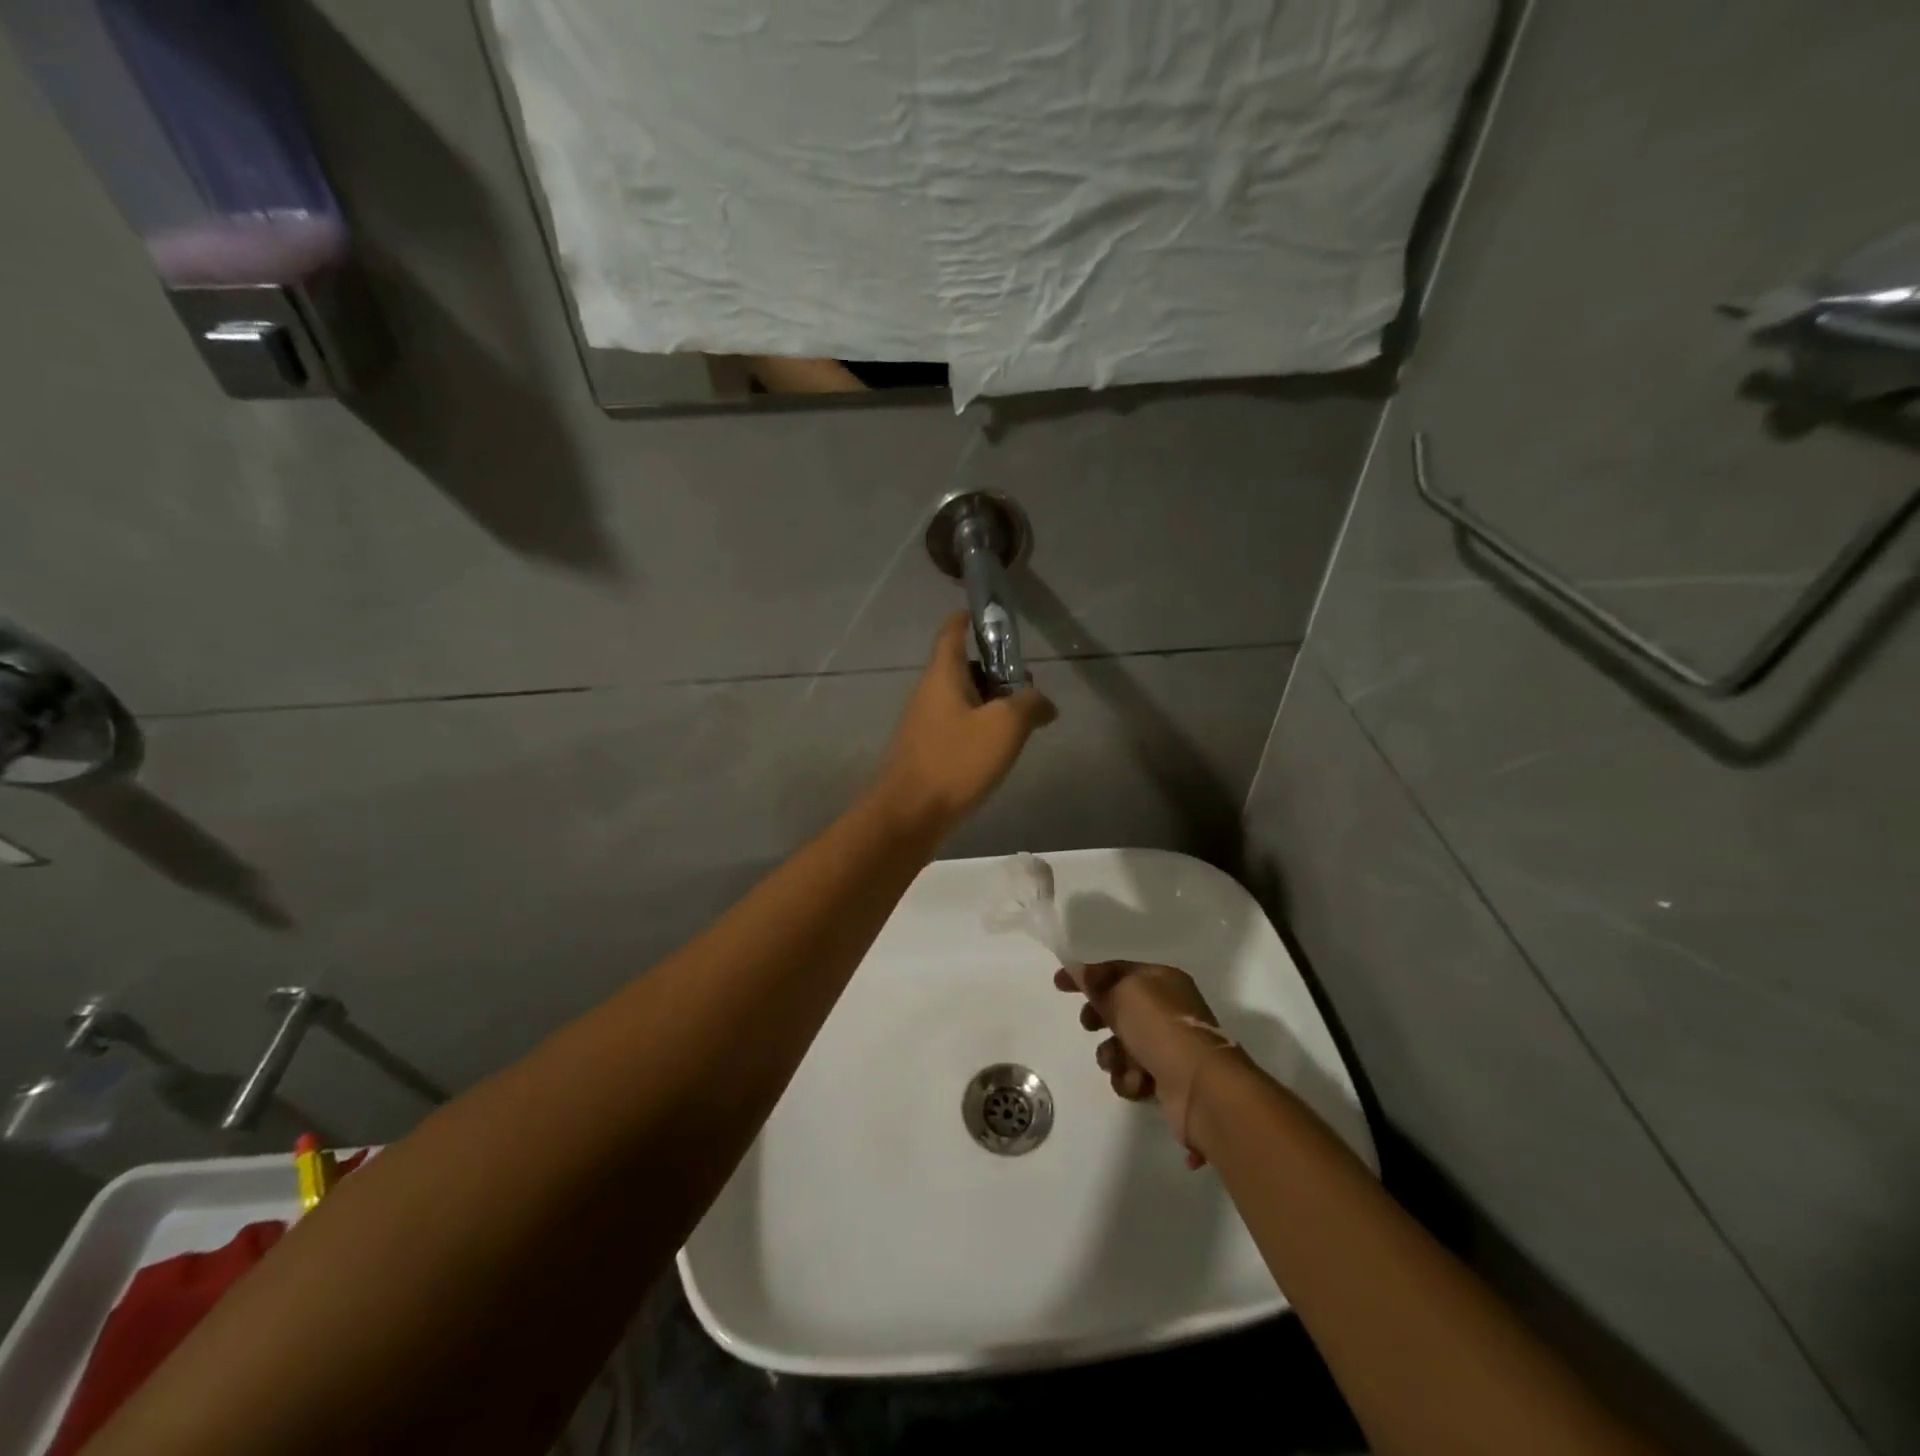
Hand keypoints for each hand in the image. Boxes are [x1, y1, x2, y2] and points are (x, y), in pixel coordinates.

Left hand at [873, 612, 1055, 835]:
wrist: (909, 816)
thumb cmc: (956, 761)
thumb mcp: (1005, 727)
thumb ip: (1030, 705)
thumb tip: (1043, 702)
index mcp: (942, 675)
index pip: (951, 632)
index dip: (967, 618)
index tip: (987, 614)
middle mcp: (929, 694)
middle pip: (962, 668)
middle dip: (994, 670)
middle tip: (1027, 685)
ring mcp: (925, 725)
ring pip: (962, 701)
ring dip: (990, 704)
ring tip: (1021, 722)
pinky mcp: (927, 753)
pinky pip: (957, 728)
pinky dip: (979, 729)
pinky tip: (998, 751)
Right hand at [1054, 961, 1242, 1166]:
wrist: (1200, 1087)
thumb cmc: (1161, 1028)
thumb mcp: (1123, 994)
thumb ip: (1097, 983)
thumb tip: (1077, 969)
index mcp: (1162, 980)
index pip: (1117, 970)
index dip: (1088, 976)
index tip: (1058, 985)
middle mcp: (1168, 1010)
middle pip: (1120, 1008)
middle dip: (1100, 1019)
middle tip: (1089, 1025)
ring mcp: (1170, 1046)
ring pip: (1122, 1045)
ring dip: (1114, 1055)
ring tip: (1120, 1062)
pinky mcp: (1168, 1080)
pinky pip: (1133, 1074)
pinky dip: (1130, 1079)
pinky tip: (1137, 1083)